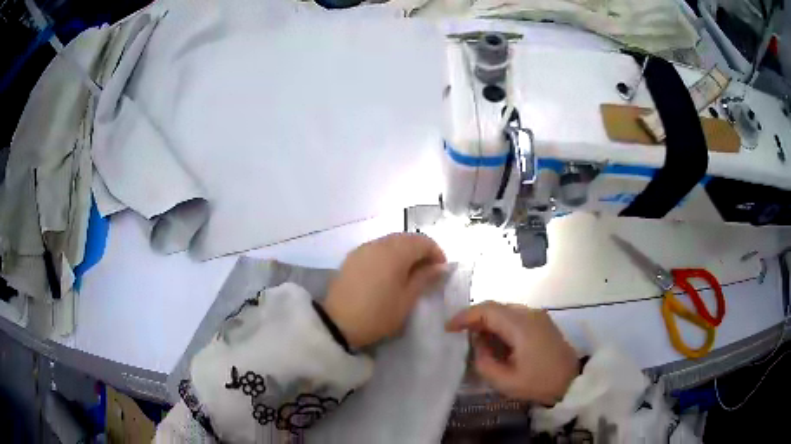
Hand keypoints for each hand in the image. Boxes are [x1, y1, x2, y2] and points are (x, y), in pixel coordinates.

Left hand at [323, 233, 446, 348]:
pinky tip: (389, 273)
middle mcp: (378, 243)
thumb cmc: (378, 314)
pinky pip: (377, 248)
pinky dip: (388, 255)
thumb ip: (424, 278)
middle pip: (406, 238)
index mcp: (395, 252)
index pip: (422, 241)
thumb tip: (439, 266)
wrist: (337, 323)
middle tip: (427, 271)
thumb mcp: (407, 299)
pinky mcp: (352, 257)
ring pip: (391, 242)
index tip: (441, 270)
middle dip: (420, 250)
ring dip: (404, 252)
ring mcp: (363, 248)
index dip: (436, 253)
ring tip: (409, 273)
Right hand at [446, 302, 578, 404]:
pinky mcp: (542, 322)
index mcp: (521, 325)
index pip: (487, 310)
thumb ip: (484, 362)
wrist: (572, 382)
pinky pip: (515, 316)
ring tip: (476, 342)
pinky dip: (500, 325)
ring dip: (488, 322)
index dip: (465, 316)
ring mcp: (537, 316)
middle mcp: (529, 313)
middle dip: (474, 319)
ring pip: (505, 310)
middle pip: (495, 307)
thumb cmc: (539, 383)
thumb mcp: (505, 381)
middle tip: (459, 336)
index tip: (448, 328)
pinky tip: (496, 342)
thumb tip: (477, 345)